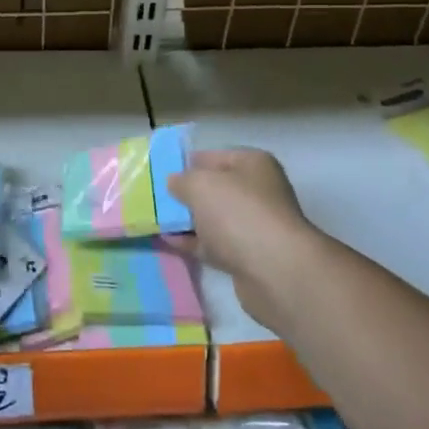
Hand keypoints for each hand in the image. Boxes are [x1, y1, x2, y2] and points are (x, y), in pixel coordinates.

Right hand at [167, 148, 314, 327]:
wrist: (274, 271)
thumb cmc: (238, 213)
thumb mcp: (201, 185)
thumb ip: (182, 180)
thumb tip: (175, 183)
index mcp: (253, 164)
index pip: (214, 156)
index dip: (187, 163)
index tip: (159, 173)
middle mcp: (258, 192)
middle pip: (214, 189)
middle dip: (185, 194)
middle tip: (154, 199)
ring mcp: (254, 226)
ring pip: (213, 218)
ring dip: (187, 220)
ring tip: (154, 220)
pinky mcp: (248, 256)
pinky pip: (214, 244)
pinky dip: (193, 242)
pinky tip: (167, 241)